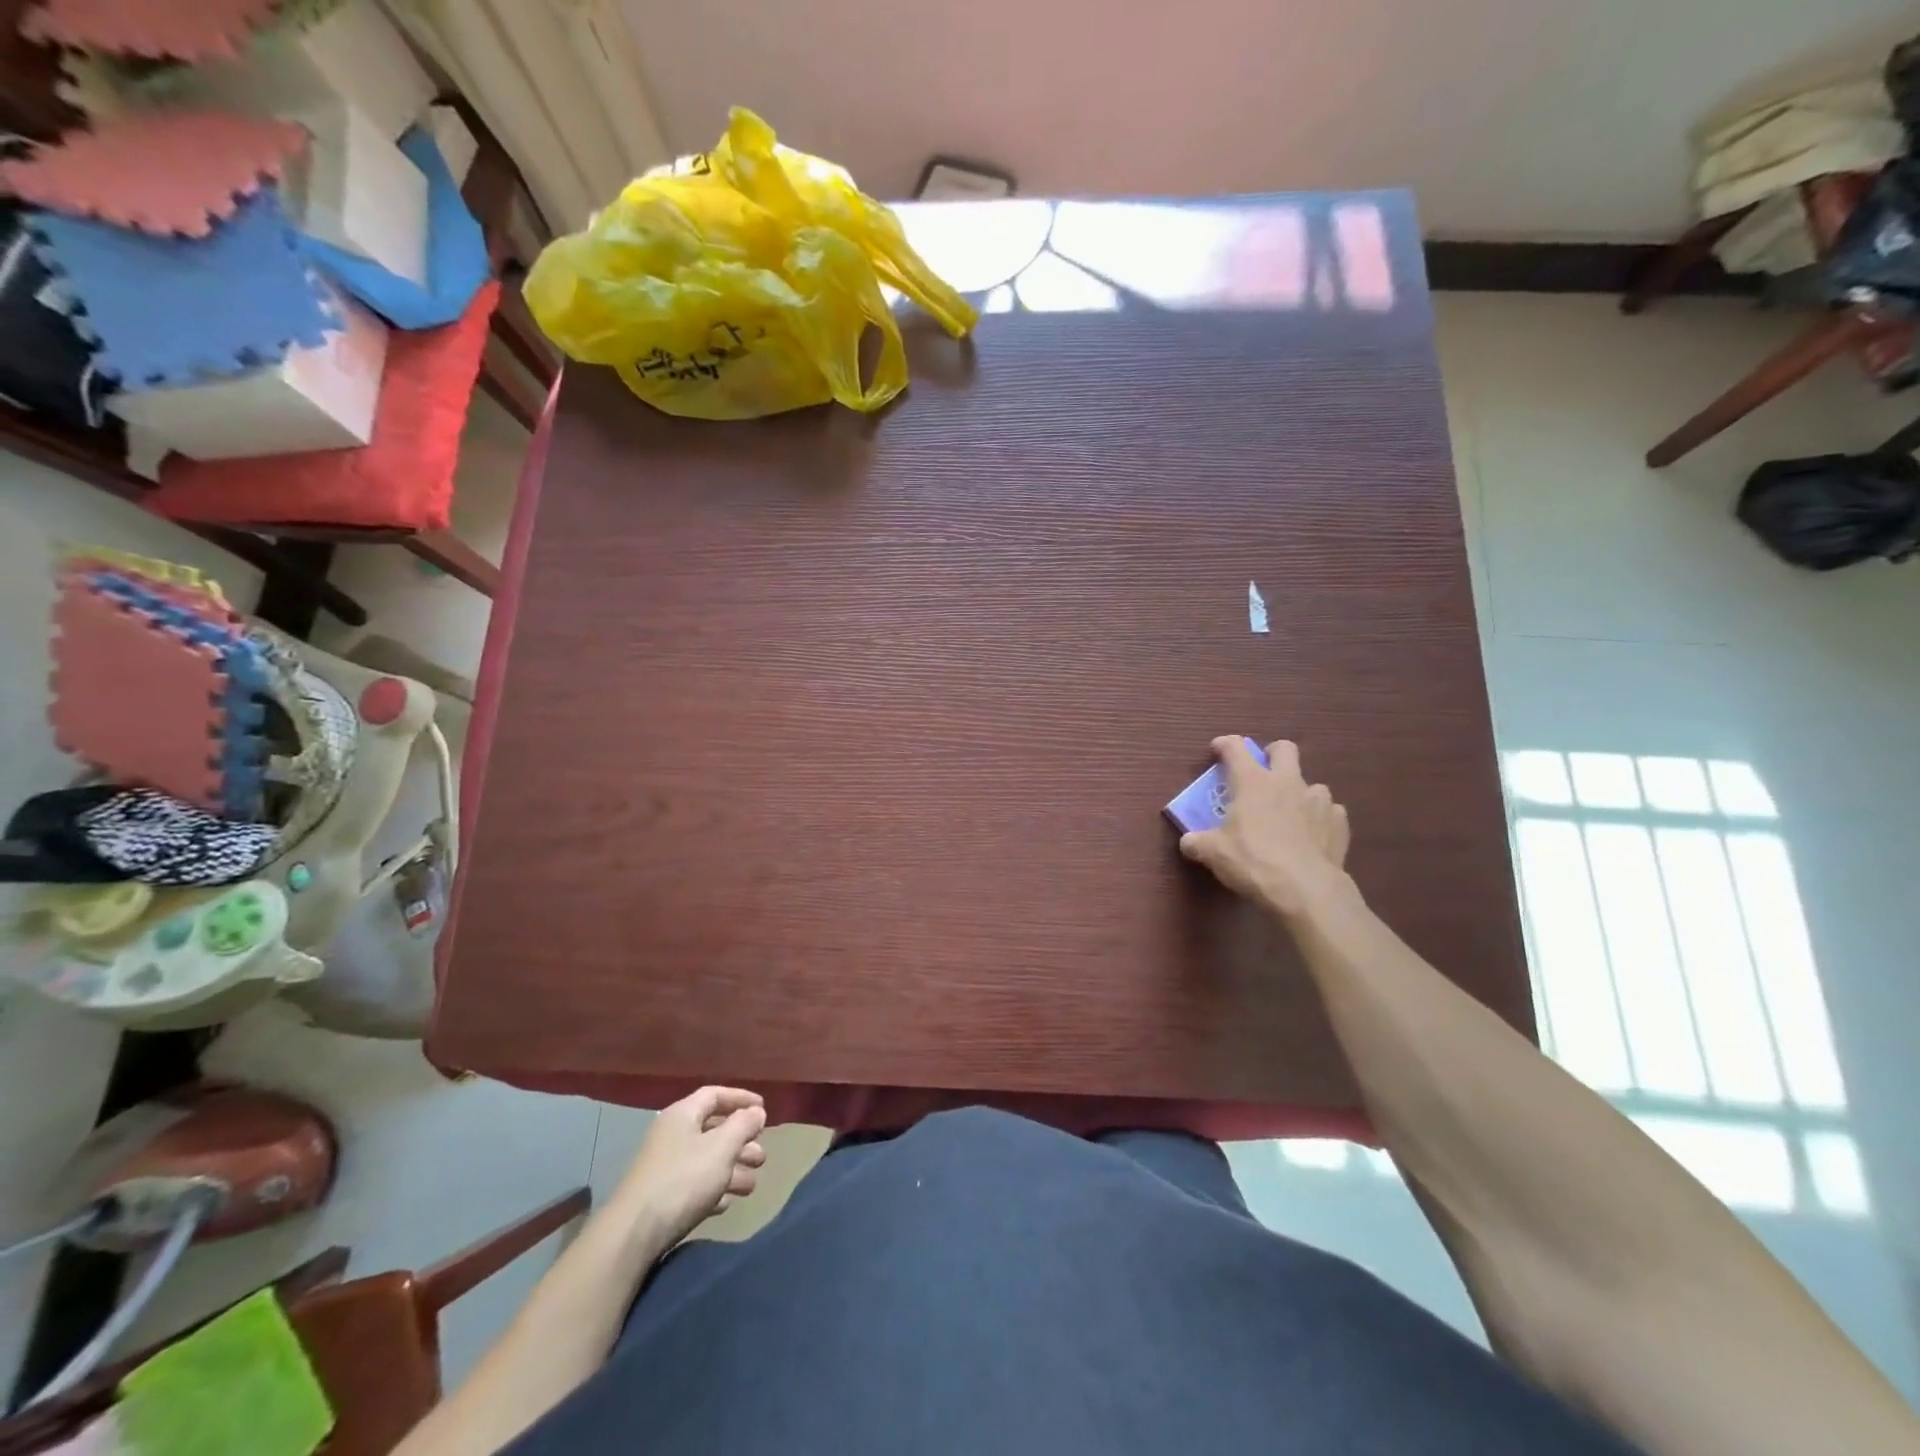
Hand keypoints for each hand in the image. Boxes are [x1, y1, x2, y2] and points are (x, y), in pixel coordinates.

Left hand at [617, 1086, 767, 1245]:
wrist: (632, 1235)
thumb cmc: (683, 1180)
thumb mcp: (721, 1147)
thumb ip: (743, 1125)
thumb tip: (756, 1112)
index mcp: (682, 1115)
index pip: (715, 1095)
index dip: (741, 1098)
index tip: (764, 1109)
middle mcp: (672, 1136)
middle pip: (713, 1130)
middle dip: (741, 1142)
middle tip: (761, 1156)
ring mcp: (664, 1168)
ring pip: (706, 1160)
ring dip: (732, 1169)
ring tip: (752, 1185)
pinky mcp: (661, 1198)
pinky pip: (694, 1185)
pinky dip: (713, 1190)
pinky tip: (727, 1203)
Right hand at [1179, 737, 1351, 918]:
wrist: (1306, 890)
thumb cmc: (1253, 862)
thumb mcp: (1213, 854)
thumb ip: (1197, 843)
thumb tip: (1189, 842)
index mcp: (1253, 782)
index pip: (1235, 748)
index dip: (1224, 744)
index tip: (1217, 749)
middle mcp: (1287, 782)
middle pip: (1284, 749)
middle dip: (1272, 754)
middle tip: (1262, 774)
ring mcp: (1318, 801)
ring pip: (1311, 783)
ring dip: (1299, 793)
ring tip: (1290, 814)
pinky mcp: (1339, 823)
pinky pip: (1329, 811)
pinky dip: (1319, 818)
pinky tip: (1311, 835)